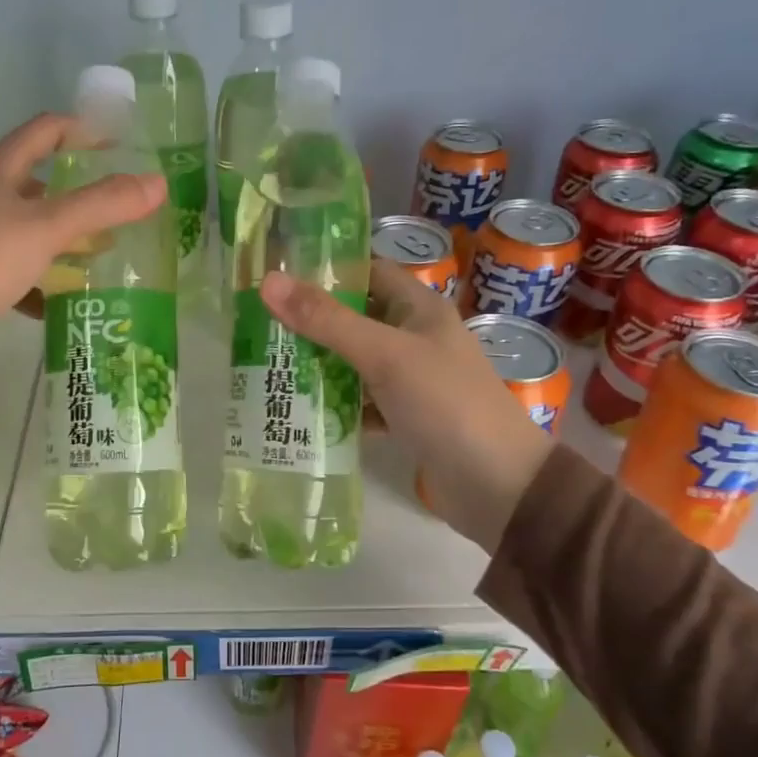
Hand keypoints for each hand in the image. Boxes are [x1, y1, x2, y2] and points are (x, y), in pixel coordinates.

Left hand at [0, 114, 166, 352]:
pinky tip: (56, 301)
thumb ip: (102, 205)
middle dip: (77, 193)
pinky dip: (37, 277)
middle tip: (114, 210)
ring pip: (25, 225)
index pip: (46, 130)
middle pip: (37, 180)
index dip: (84, 131)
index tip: (119, 147)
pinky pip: (11, 264)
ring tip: (94, 256)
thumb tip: (158, 183)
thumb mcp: (48, 228)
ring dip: (60, 238)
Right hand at [258, 262, 555, 551]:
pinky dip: (336, 405)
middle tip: (258, 325)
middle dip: (312, 322)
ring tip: (266, 365)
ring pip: (355, 362)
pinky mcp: (406, 417)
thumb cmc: (446, 404)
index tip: (276, 276)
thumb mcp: (384, 355)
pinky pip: (362, 402)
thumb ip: (327, 320)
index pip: (368, 272)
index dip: (326, 270)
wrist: (498, 486)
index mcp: (419, 308)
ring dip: (319, 365)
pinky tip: (299, 411)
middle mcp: (416, 338)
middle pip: (355, 318)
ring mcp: (412, 380)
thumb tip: (268, 281)